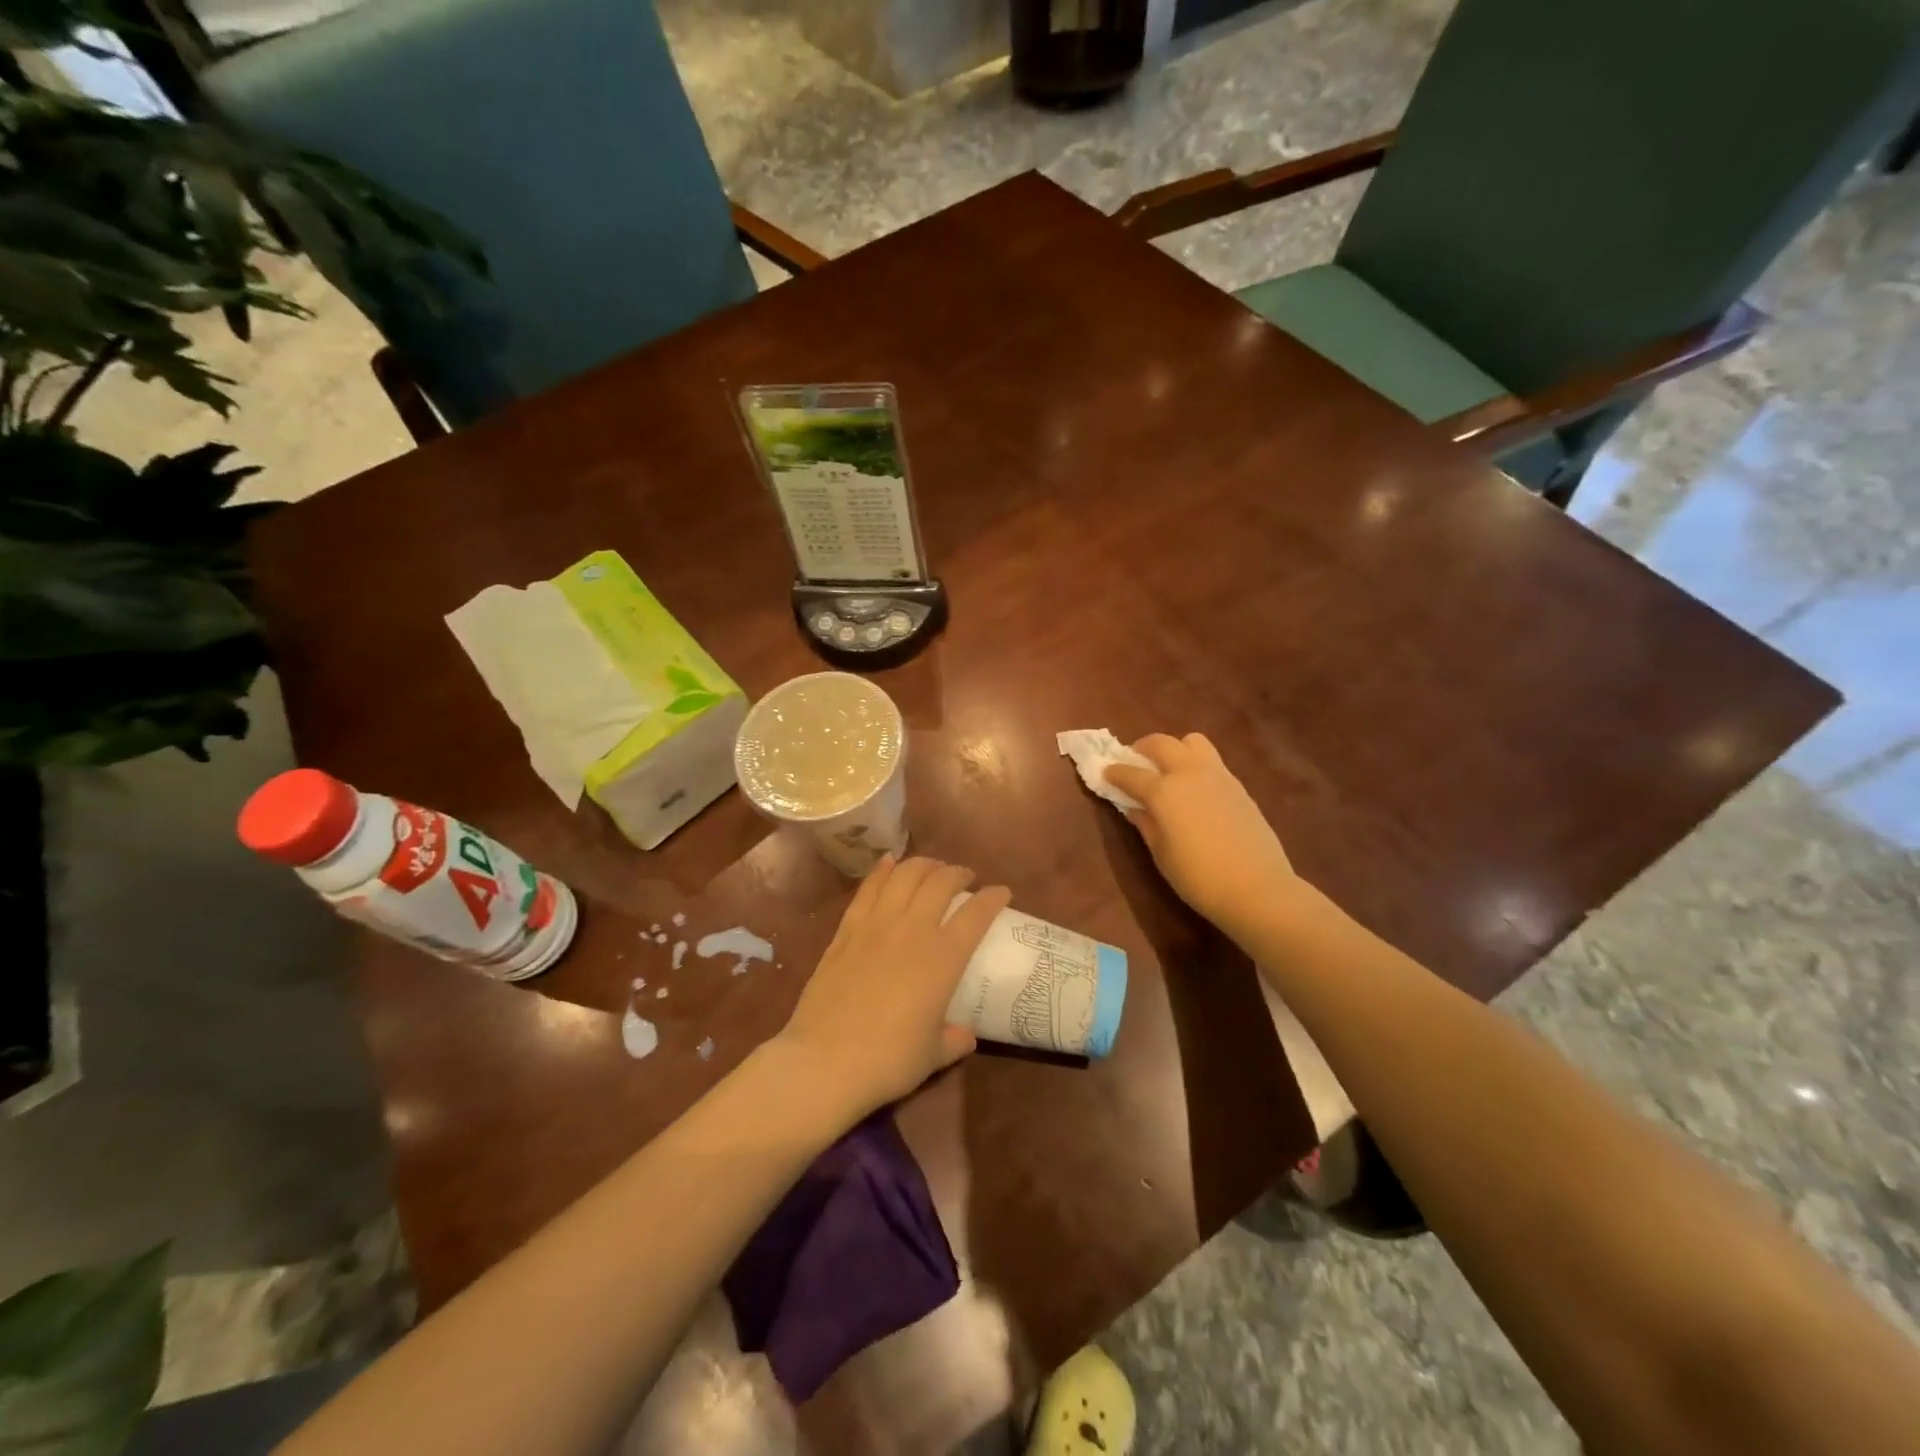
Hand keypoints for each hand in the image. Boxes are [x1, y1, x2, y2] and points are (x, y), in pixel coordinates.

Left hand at [778, 856, 1011, 1114]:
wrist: (826, 1060)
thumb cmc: (888, 1061)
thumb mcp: (932, 1056)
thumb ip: (953, 1040)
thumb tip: (966, 1035)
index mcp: (943, 959)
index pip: (976, 915)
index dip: (993, 898)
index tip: (1002, 892)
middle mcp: (912, 930)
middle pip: (940, 883)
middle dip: (957, 873)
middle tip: (964, 877)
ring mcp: (876, 926)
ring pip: (904, 876)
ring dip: (923, 865)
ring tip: (932, 867)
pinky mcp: (846, 931)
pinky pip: (868, 889)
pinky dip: (882, 871)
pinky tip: (888, 863)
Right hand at [1104, 733, 1296, 932]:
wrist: (1256, 888)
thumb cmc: (1198, 877)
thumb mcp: (1160, 853)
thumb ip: (1145, 823)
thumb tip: (1133, 806)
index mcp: (1163, 791)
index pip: (1130, 773)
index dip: (1114, 772)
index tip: (1105, 773)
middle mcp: (1188, 773)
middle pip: (1161, 743)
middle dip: (1142, 748)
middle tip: (1135, 762)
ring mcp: (1217, 775)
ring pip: (1192, 742)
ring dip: (1175, 749)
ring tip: (1169, 769)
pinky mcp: (1238, 785)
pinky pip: (1212, 761)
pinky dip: (1196, 764)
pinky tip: (1195, 789)